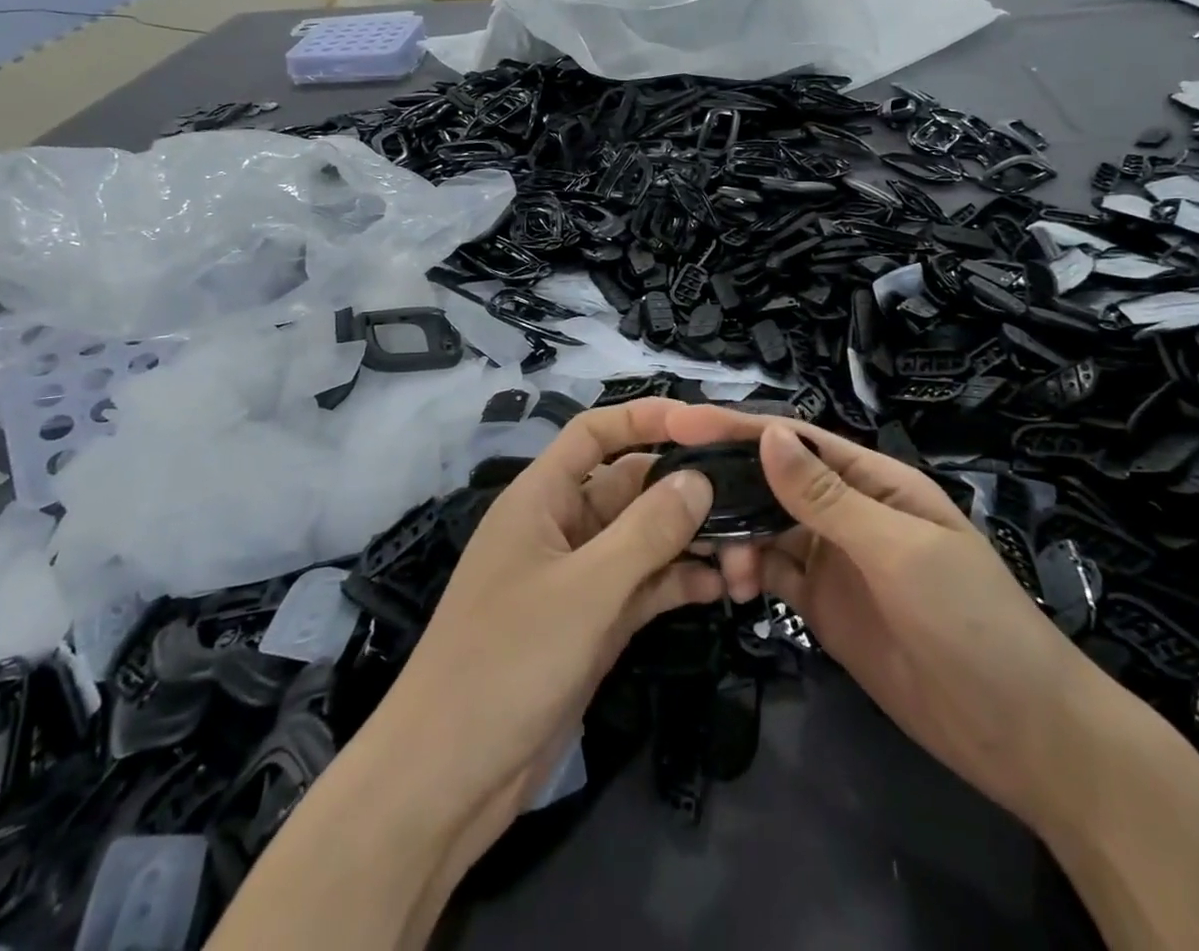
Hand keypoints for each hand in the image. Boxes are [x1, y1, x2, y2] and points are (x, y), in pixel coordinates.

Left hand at [371, 397, 722, 830]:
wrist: (448, 779)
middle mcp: (562, 527)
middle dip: (682, 489)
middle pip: (629, 486)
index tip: (702, 425)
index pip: (594, 433)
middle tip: (749, 499)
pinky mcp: (593, 623)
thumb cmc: (507, 661)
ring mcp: (579, 578)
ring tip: (749, 549)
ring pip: (642, 538)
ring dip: (689, 539)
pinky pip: (643, 586)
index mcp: (541, 498)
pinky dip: (677, 582)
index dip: (644, 418)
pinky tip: (721, 588)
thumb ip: (646, 531)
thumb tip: (698, 479)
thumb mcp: (585, 590)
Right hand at [663, 404, 1109, 828]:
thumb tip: (765, 434)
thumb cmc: (972, 622)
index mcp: (872, 481)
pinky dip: (746, 572)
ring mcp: (833, 560)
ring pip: (765, 528)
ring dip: (735, 535)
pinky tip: (729, 585)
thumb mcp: (899, 552)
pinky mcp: (823, 607)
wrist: (1020, 736)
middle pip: (773, 481)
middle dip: (727, 485)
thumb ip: (828, 498)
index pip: (796, 441)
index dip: (739, 428)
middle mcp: (847, 511)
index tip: (681, 424)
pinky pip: (773, 574)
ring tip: (717, 564)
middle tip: (676, 501)